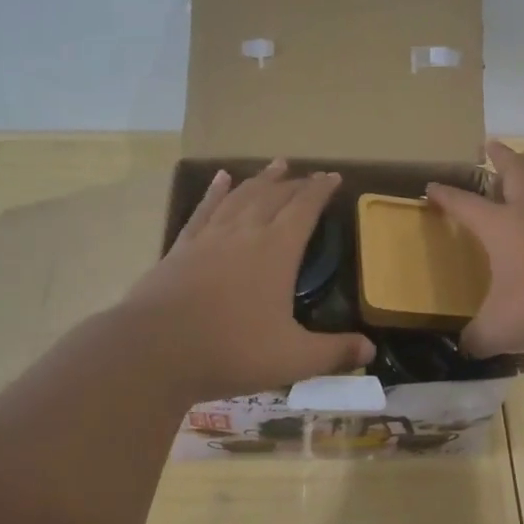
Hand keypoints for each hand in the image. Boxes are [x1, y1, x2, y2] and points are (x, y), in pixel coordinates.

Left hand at [121, 159, 374, 393]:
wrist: (154, 351)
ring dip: (261, 179)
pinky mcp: (181, 247)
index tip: (333, 177)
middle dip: (295, 183)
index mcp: (276, 250)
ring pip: (241, 196)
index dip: (321, 191)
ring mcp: (210, 237)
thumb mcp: (292, 359)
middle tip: (308, 175)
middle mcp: (245, 232)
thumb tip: (370, 350)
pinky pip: (203, 210)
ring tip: (276, 165)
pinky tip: (221, 179)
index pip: (305, 209)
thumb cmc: (230, 351)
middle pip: (274, 196)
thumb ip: (333, 352)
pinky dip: (215, 192)